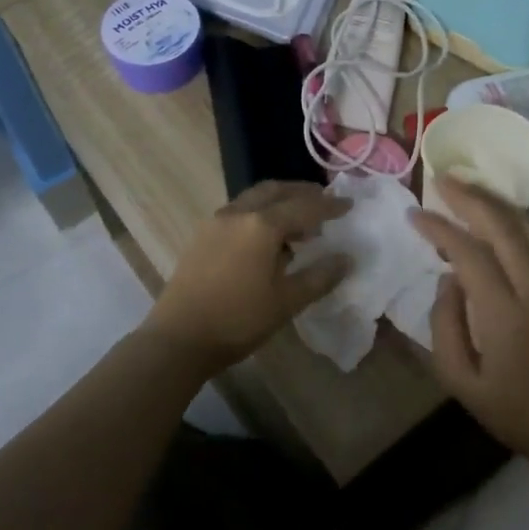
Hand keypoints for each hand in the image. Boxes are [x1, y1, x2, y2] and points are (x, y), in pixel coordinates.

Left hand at [143, 180, 350, 373]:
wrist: (179, 338)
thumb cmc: (239, 320)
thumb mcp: (287, 301)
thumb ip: (320, 276)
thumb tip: (346, 258)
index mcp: (261, 225)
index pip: (304, 206)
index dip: (329, 205)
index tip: (349, 205)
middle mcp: (237, 213)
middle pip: (275, 191)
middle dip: (301, 193)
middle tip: (324, 202)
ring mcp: (215, 222)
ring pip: (253, 199)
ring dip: (279, 203)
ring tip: (299, 223)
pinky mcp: (201, 236)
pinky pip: (238, 213)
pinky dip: (259, 214)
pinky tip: (268, 239)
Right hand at [409, 176, 528, 463]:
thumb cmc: (512, 410)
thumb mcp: (459, 381)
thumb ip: (445, 324)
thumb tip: (448, 278)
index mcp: (504, 315)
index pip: (468, 253)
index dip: (439, 228)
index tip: (416, 215)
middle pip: (505, 227)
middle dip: (470, 197)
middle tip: (444, 181)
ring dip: (505, 206)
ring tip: (478, 196)